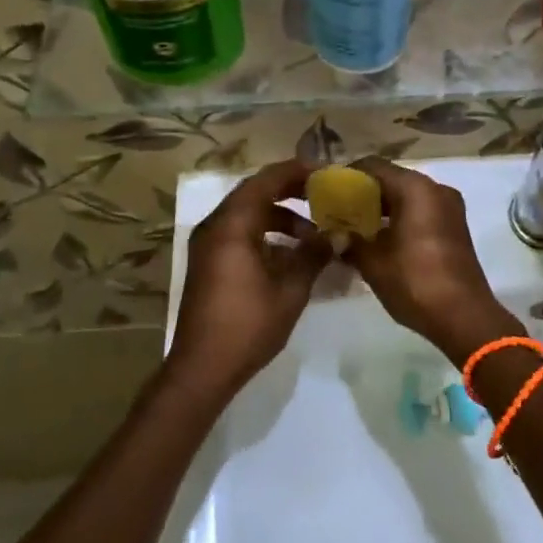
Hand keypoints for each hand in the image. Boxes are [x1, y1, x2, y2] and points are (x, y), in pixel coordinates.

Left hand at [164, 159, 331, 401]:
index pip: (266, 181)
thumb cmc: (247, 325)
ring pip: (247, 214)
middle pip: (255, 193)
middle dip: (290, 191)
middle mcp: (215, 226)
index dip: (297, 172)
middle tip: (323, 195)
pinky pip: (239, 232)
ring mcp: (208, 244)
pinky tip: (290, 253)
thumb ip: (314, 255)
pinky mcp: (208, 262)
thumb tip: (340, 234)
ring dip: (279, 215)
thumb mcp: (290, 289)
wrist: (202, 369)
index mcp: (232, 225)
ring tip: (312, 231)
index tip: (326, 173)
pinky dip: (265, 233)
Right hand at [346, 158, 518, 361]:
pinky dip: (399, 218)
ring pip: (407, 196)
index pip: (373, 166)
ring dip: (382, 208)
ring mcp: (449, 208)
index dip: (347, 175)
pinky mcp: (454, 227)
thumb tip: (335, 235)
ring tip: (354, 226)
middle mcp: (435, 189)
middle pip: (392, 179)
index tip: (327, 190)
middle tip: (337, 210)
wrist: (464, 317)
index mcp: (415, 188)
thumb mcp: (373, 262)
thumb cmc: (415, 281)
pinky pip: (420, 211)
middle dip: (363, 193)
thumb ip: (350, 241)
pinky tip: (379, 239)